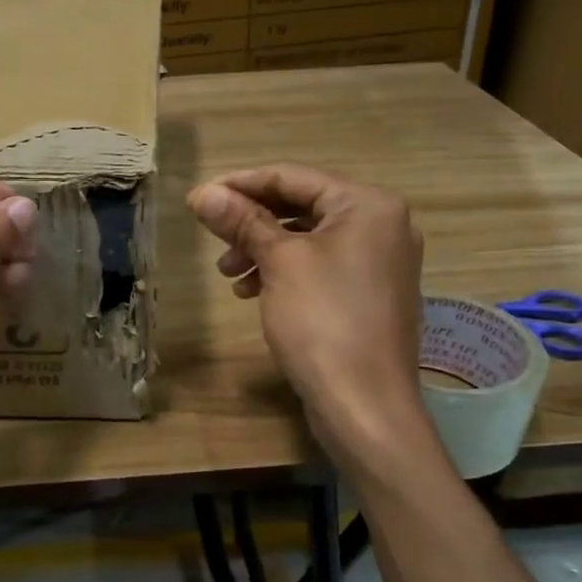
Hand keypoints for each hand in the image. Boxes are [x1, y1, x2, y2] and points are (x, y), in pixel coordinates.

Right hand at [189, 164, 430, 470]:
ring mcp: (381, 262)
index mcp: (368, 205)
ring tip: (229, 274)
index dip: (240, 184)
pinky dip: (286, 272)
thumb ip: (242, 221)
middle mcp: (382, 225)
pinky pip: (322, 267)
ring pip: (309, 240)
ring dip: (264, 249)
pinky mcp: (371, 295)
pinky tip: (253, 292)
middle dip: (251, 222)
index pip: (293, 177)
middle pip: (302, 206)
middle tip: (212, 238)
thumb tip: (203, 192)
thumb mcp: (279, 262)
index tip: (199, 199)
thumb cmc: (323, 321)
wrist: (365, 404)